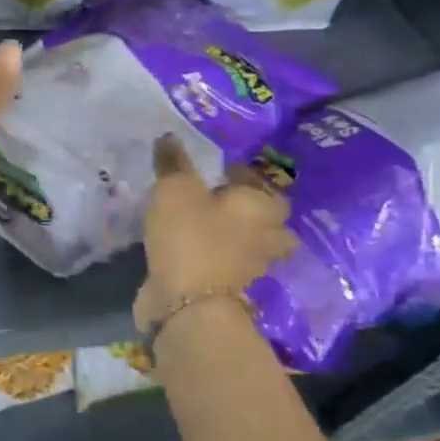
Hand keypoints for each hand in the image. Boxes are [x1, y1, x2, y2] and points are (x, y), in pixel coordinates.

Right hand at [133, 135, 296, 333]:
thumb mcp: (175, 189)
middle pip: (269, 221)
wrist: (187, 303)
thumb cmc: (190, 235)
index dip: (246, 176)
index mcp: (262, 207)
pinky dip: (215, 259)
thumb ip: (173, 163)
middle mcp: (265, 237)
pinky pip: (226, 267)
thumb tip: (169, 137)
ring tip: (207, 226)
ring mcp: (250, 268)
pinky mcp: (227, 290)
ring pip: (250, 246)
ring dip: (236, 237)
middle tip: (223, 201)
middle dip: (253, 212)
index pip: (266, 185)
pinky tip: (194, 249)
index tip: (221, 170)